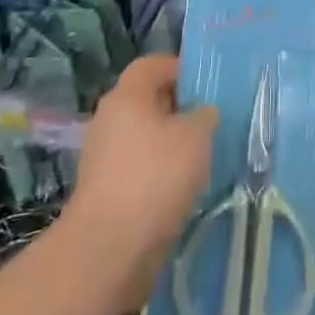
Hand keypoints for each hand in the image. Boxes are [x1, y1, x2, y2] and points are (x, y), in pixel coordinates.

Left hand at [63, 57, 217, 298]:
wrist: (109, 249)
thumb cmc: (155, 177)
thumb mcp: (196, 136)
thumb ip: (205, 116)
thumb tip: (202, 114)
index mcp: (127, 95)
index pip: (153, 65)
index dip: (180, 68)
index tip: (208, 86)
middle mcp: (109, 119)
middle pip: (148, 101)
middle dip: (179, 109)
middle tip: (211, 122)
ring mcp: (103, 157)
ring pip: (145, 138)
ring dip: (171, 145)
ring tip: (203, 158)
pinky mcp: (105, 191)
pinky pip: (139, 169)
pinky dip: (160, 174)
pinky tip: (184, 189)